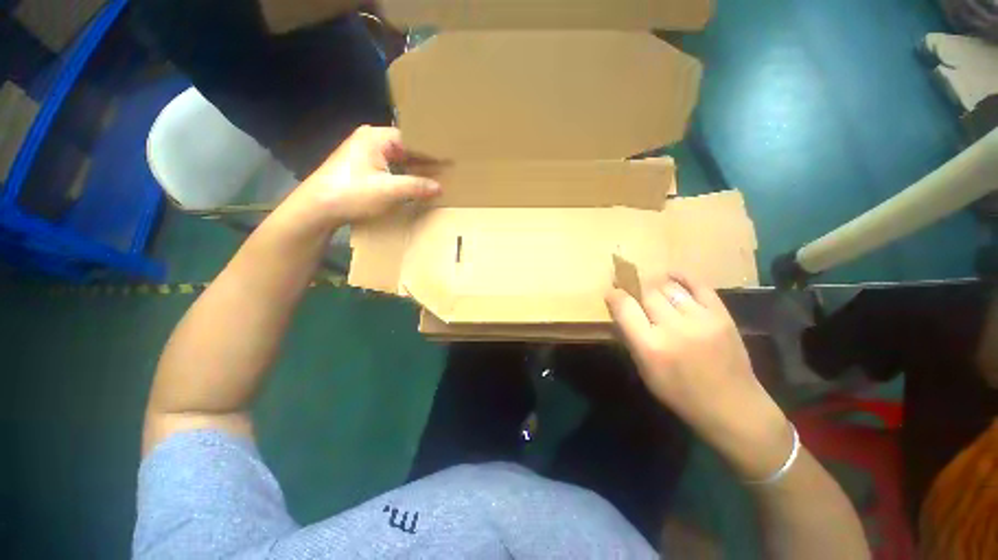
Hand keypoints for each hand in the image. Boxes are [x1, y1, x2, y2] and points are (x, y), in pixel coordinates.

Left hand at [293, 126, 441, 227]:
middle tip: (446, 171)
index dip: (431, 151)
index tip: (448, 161)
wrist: (317, 208)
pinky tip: (414, 186)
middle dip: (424, 161)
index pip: (411, 139)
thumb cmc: (352, 193)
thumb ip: (416, 186)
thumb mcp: (389, 191)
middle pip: (405, 148)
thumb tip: (440, 187)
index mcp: (376, 137)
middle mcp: (370, 140)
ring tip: (435, 179)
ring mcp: (364, 154)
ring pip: (397, 159)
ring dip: (414, 170)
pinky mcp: (361, 168)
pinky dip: (403, 176)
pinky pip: (389, 168)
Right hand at [606, 275, 791, 480]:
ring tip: (649, 287)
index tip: (611, 292)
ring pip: (669, 287)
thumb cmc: (681, 394)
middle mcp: (674, 328)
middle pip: (646, 292)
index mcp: (650, 346)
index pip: (625, 307)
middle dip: (633, 286)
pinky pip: (698, 285)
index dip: (615, 295)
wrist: (733, 406)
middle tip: (627, 285)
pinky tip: (671, 276)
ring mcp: (701, 319)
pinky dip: (682, 277)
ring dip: (654, 284)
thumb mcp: (645, 372)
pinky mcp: (721, 315)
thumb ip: (631, 339)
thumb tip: (621, 313)